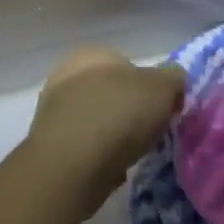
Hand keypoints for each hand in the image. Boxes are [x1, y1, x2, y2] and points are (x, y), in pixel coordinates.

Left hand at [28, 47, 185, 215]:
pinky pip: (84, 148)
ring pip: (96, 120)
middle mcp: (66, 74)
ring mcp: (53, 111)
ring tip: (131, 154)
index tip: (163, 110)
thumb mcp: (163, 88)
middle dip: (130, 111)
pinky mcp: (49, 146)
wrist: (71, 166)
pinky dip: (98, 157)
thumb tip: (174, 82)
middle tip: (149, 132)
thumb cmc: (119, 114)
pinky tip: (110, 170)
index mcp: (92, 53)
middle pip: (111, 93)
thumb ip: (173, 79)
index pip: (128, 64)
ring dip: (113, 136)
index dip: (150, 87)